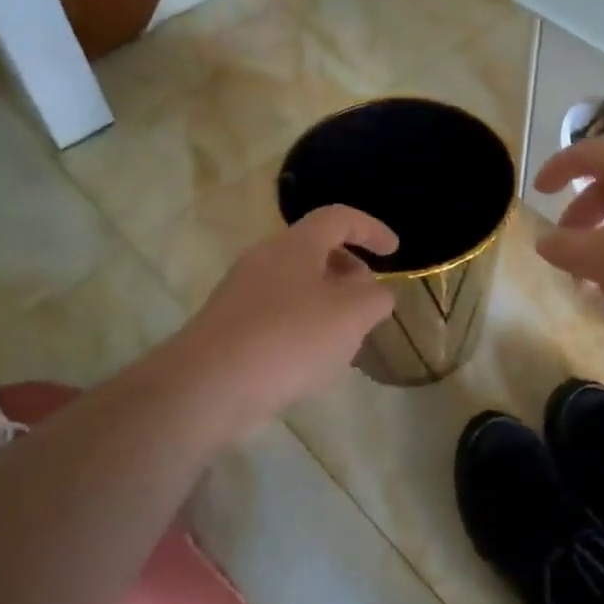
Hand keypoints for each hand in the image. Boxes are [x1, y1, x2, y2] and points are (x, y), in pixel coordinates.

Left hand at [178, 205, 397, 432]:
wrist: (209, 385)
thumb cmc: (289, 338)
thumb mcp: (351, 316)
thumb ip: (375, 298)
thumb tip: (376, 293)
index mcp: (294, 245)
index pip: (338, 218)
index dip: (371, 229)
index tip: (394, 252)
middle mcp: (264, 259)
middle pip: (316, 252)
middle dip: (350, 273)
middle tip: (368, 304)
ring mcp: (242, 293)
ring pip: (297, 286)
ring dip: (328, 304)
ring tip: (344, 341)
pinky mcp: (230, 326)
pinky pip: (277, 315)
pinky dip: (303, 327)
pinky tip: (309, 364)